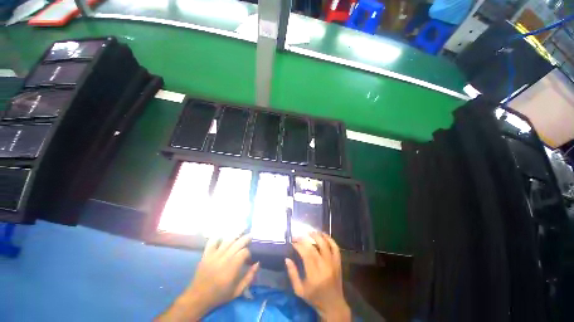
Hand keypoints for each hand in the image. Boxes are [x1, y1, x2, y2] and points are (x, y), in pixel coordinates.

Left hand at [157, 235, 258, 320]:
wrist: (198, 298)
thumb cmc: (219, 295)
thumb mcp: (237, 291)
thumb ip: (249, 277)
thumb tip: (257, 263)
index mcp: (231, 269)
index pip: (243, 252)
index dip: (248, 252)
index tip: (248, 257)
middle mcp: (223, 259)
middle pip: (237, 243)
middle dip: (245, 238)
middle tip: (251, 235)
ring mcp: (213, 256)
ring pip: (227, 241)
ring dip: (236, 235)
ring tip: (242, 229)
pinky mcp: (206, 255)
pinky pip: (212, 241)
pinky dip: (218, 237)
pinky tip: (223, 235)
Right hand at [285, 232, 350, 321]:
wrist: (333, 305)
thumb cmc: (314, 299)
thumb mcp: (299, 290)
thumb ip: (292, 274)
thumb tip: (287, 259)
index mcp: (314, 275)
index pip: (306, 254)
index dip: (298, 245)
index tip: (292, 242)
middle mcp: (325, 267)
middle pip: (314, 247)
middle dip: (304, 239)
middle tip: (297, 236)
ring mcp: (333, 264)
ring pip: (325, 244)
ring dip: (317, 235)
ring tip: (309, 232)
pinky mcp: (338, 262)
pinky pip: (335, 247)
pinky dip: (330, 239)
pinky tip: (323, 235)